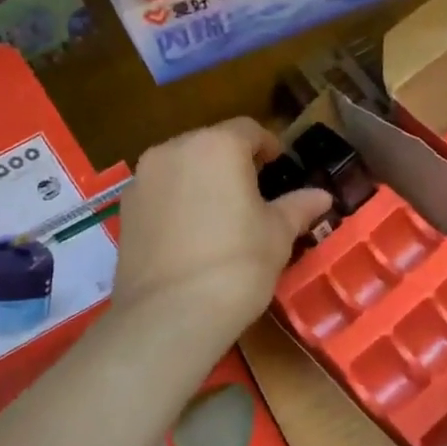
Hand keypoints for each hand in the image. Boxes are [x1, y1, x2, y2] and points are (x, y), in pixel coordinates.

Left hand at [111, 119, 331, 338]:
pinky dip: (176, 201)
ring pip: (180, 167)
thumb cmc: (237, 265)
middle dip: (232, 161)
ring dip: (201, 180)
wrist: (169, 315)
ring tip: (220, 213)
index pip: (248, 130)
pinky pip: (159, 193)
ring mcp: (142, 180)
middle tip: (253, 191)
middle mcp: (174, 150)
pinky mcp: (124, 210)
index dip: (268, 145)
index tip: (279, 165)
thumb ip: (298, 207)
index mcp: (217, 145)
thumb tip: (322, 196)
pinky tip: (191, 234)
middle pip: (210, 144)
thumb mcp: (277, 235)